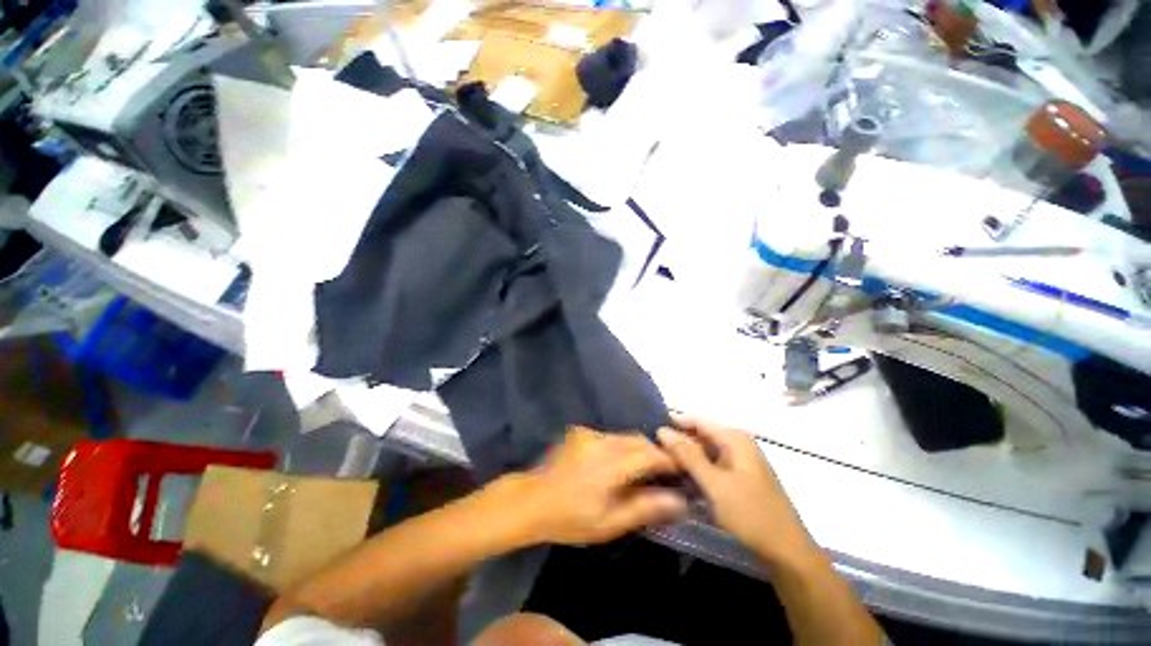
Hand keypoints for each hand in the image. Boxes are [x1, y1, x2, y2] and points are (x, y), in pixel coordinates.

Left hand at [508, 426, 687, 545]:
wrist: (531, 500)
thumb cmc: (569, 518)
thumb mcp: (609, 522)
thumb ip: (644, 508)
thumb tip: (678, 500)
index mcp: (610, 464)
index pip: (649, 454)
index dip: (669, 459)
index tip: (682, 469)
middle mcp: (601, 441)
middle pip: (638, 440)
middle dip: (655, 452)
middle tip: (666, 471)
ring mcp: (589, 434)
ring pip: (624, 436)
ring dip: (638, 449)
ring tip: (644, 469)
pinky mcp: (580, 433)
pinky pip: (609, 436)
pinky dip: (621, 446)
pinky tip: (618, 464)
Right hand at [658, 415, 817, 565]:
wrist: (787, 553)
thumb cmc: (750, 514)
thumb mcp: (714, 483)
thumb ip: (687, 454)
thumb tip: (662, 429)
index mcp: (735, 438)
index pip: (697, 420)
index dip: (673, 423)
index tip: (650, 432)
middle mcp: (737, 444)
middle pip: (700, 435)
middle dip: (678, 442)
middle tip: (652, 452)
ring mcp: (739, 462)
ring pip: (704, 452)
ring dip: (685, 458)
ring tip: (661, 464)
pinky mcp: (738, 478)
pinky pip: (711, 466)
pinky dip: (696, 470)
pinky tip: (681, 479)